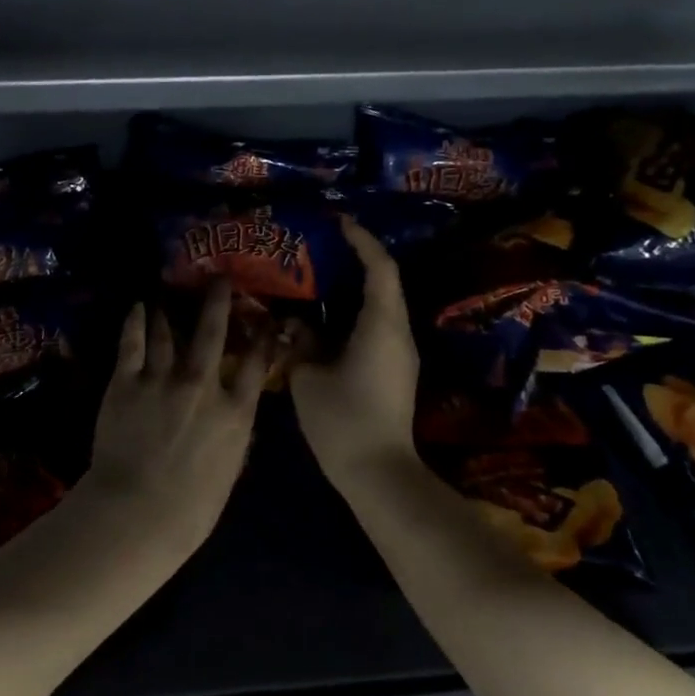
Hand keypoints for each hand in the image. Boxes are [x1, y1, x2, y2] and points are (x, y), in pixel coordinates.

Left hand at [88, 280, 268, 541]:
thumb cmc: (191, 507)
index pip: (255, 363)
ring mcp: (162, 380)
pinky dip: (136, 322)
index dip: (261, 337)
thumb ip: (236, 435)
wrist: (137, 513)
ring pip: (168, 333)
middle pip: (212, 332)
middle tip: (219, 277)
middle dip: (218, 301)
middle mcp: (202, 385)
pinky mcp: (126, 382)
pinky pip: (132, 343)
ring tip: (170, 292)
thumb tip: (238, 413)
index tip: (264, 318)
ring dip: (171, 311)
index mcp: (235, 411)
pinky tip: (138, 308)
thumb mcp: (230, 470)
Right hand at [290, 219, 420, 487]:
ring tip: (317, 279)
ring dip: (353, 289)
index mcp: (381, 325)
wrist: (379, 473)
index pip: (379, 268)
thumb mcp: (308, 377)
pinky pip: (375, 327)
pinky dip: (352, 313)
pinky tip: (325, 319)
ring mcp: (400, 354)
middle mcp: (398, 333)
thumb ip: (300, 342)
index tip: (338, 222)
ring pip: (379, 307)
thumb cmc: (343, 420)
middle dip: (356, 260)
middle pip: (383, 283)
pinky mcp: (394, 371)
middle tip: (320, 247)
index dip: (361, 240)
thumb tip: (295, 323)